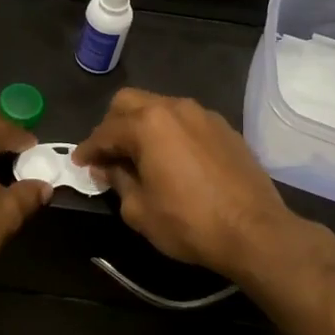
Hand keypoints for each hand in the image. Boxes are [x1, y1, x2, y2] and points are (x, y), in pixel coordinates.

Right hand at [73, 89, 329, 280]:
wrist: (255, 232)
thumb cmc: (189, 222)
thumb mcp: (139, 210)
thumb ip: (117, 181)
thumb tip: (107, 167)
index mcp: (147, 124)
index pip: (105, 131)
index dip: (88, 149)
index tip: (79, 163)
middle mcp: (174, 108)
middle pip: (129, 102)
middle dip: (112, 125)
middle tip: (108, 154)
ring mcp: (203, 114)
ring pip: (159, 107)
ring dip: (142, 125)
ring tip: (139, 155)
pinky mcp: (224, 128)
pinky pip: (185, 120)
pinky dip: (170, 132)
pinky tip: (172, 158)